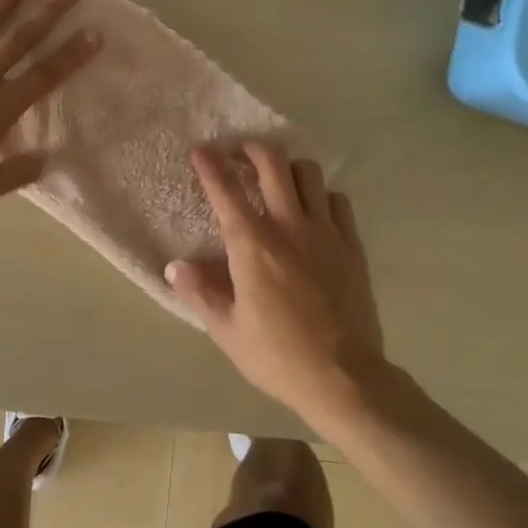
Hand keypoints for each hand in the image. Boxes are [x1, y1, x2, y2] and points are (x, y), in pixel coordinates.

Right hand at [166, 143, 387, 429]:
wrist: (344, 377)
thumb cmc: (278, 356)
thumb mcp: (227, 331)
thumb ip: (200, 293)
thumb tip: (175, 266)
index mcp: (253, 246)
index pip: (226, 191)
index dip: (210, 165)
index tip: (200, 151)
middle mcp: (289, 226)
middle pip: (273, 164)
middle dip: (252, 149)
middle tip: (239, 155)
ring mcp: (325, 232)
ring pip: (309, 173)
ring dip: (288, 168)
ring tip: (277, 180)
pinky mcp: (351, 245)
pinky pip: (337, 200)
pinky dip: (321, 195)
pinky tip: (313, 211)